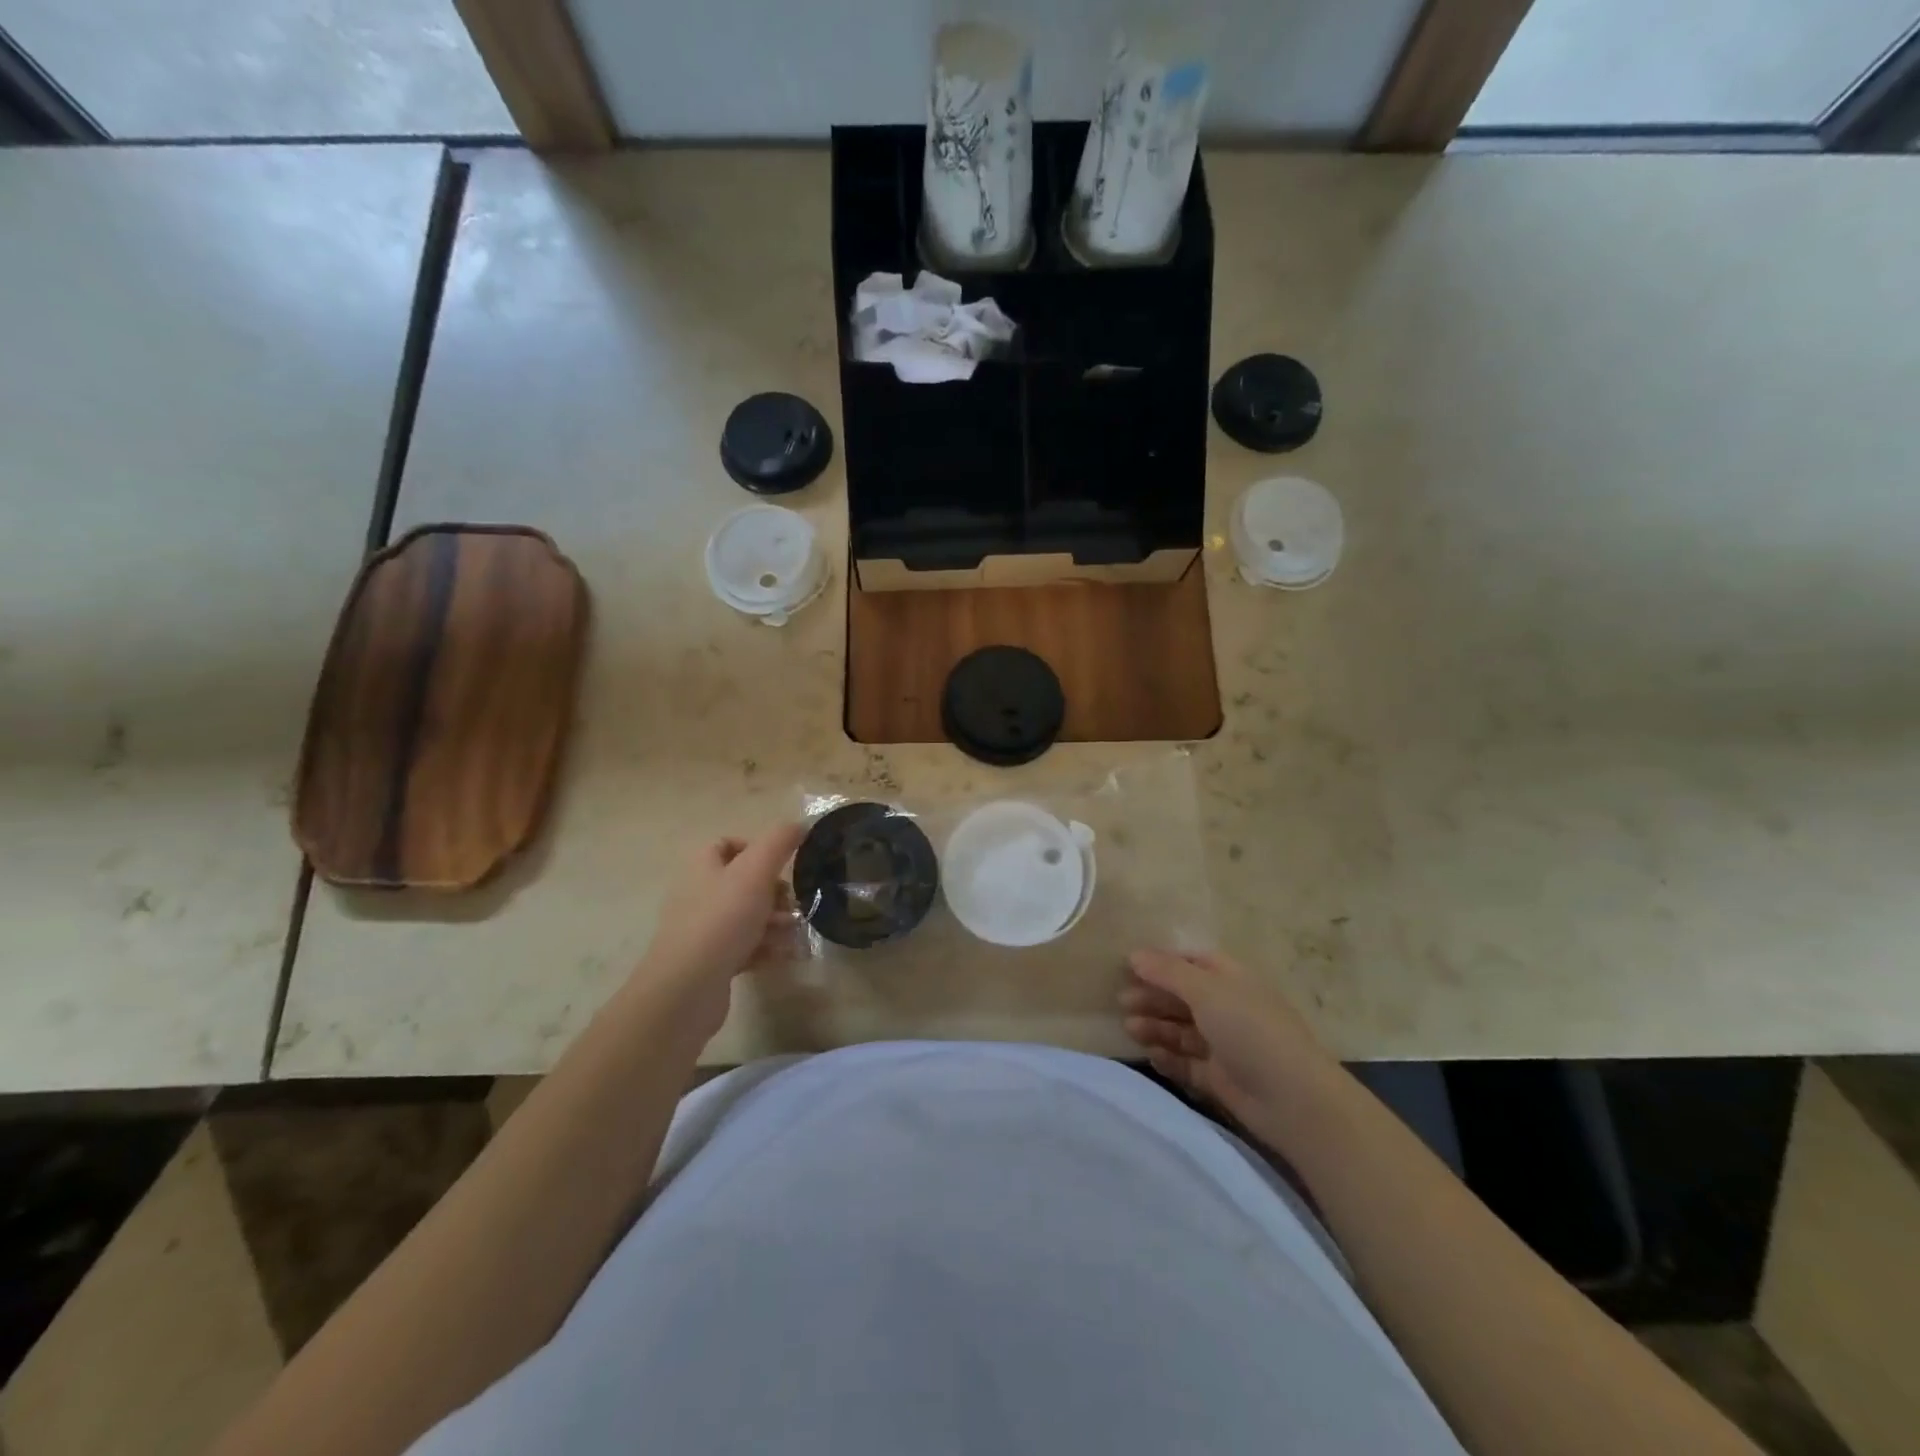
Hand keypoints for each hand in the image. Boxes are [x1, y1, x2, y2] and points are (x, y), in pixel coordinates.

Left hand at [632, 822, 806, 1034]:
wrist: (687, 988)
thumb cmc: (723, 919)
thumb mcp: (756, 871)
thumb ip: (779, 842)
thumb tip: (799, 824)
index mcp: (702, 866)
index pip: (727, 844)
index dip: (757, 848)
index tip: (782, 863)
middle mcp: (698, 893)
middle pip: (744, 883)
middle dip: (774, 892)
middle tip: (792, 904)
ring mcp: (702, 930)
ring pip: (748, 916)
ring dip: (775, 923)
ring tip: (793, 934)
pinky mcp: (710, 961)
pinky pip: (745, 946)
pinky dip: (766, 948)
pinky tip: (784, 956)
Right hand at [1120, 948, 1348, 1146]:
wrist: (1294, 1100)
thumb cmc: (1251, 1031)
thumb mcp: (1207, 992)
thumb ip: (1168, 972)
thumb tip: (1134, 954)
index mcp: (1230, 979)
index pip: (1191, 962)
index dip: (1161, 963)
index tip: (1128, 967)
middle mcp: (1227, 1007)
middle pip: (1182, 996)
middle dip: (1153, 996)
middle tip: (1121, 1002)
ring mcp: (1224, 1044)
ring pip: (1181, 1029)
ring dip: (1156, 1026)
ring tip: (1130, 1030)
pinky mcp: (1220, 1077)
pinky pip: (1187, 1063)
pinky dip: (1169, 1058)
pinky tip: (1151, 1056)